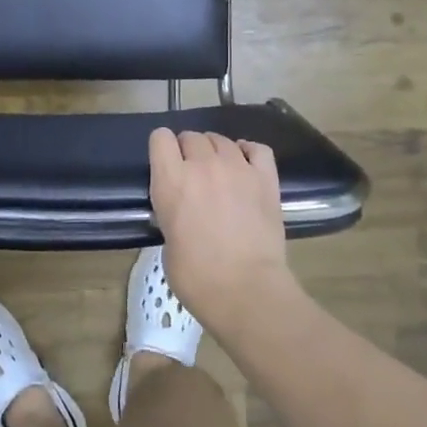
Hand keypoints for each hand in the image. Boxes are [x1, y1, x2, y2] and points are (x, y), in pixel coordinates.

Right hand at [148, 128, 300, 336]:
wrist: (246, 290)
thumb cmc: (197, 277)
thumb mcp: (167, 241)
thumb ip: (171, 213)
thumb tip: (182, 212)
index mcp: (171, 181)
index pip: (160, 138)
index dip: (162, 149)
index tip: (165, 164)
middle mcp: (203, 166)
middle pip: (192, 136)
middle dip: (188, 150)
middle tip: (192, 174)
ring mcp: (237, 168)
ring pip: (221, 140)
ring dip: (215, 151)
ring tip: (219, 171)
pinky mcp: (266, 178)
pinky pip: (257, 148)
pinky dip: (248, 151)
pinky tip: (245, 162)